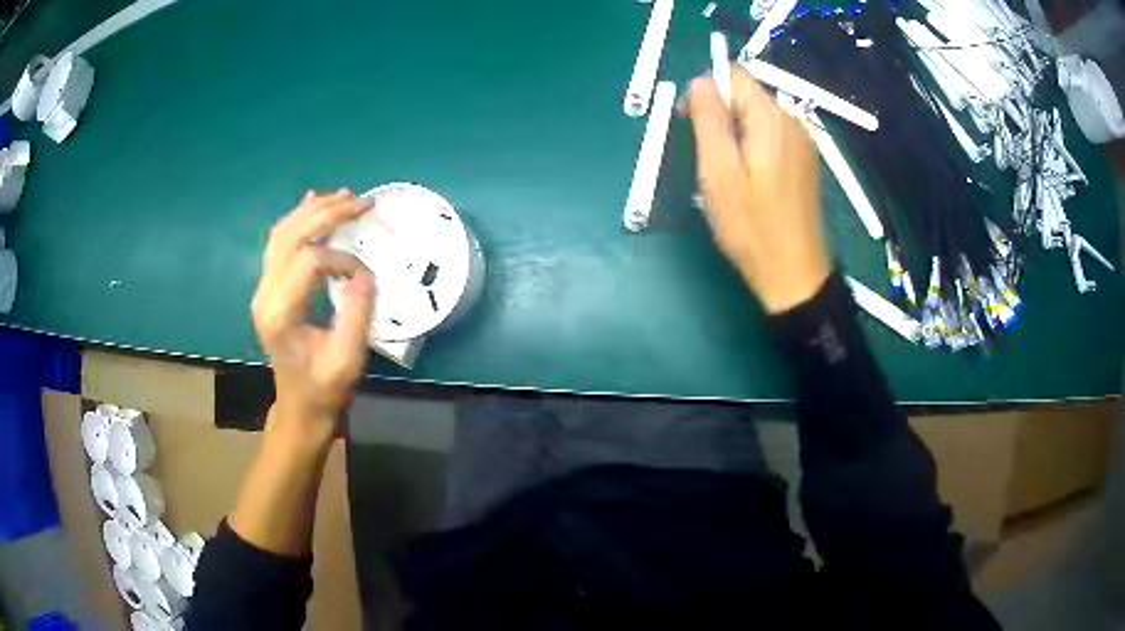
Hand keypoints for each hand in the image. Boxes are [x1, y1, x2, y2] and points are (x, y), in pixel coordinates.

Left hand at [251, 189, 374, 439]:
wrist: (299, 407)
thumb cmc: (324, 389)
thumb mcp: (347, 360)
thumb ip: (357, 316)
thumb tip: (366, 274)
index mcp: (280, 313)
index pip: (309, 261)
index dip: (342, 259)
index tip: (367, 276)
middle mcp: (265, 293)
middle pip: (292, 235)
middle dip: (328, 213)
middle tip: (362, 202)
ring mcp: (263, 288)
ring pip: (282, 232)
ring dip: (313, 210)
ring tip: (345, 197)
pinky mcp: (269, 287)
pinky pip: (279, 242)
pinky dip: (298, 218)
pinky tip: (313, 200)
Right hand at [687, 69, 830, 313]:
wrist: (795, 274)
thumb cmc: (752, 227)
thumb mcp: (719, 172)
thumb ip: (709, 120)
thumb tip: (699, 82)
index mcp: (772, 119)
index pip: (733, 76)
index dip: (705, 91)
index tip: (689, 125)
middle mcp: (793, 122)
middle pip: (746, 96)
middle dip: (719, 115)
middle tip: (705, 158)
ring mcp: (803, 143)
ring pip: (757, 118)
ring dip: (734, 134)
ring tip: (725, 174)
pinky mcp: (805, 162)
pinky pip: (771, 138)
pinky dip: (752, 148)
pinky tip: (748, 180)